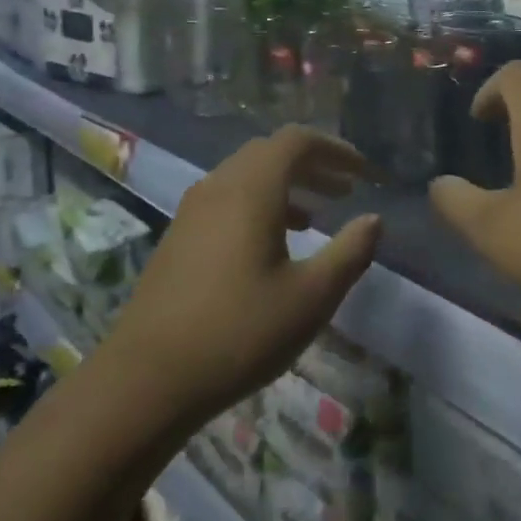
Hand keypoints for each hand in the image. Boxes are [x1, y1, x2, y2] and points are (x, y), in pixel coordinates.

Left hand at [103, 126, 380, 432]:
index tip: (363, 173)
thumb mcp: (311, 297)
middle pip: (270, 153)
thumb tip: (373, 220)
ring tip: (316, 218)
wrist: (147, 379)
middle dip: (313, 165)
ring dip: (286, 186)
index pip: (296, 141)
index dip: (335, 149)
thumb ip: (349, 252)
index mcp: (250, 190)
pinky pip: (227, 200)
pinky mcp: (178, 237)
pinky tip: (272, 245)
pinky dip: (259, 205)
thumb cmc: (240, 333)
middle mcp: (218, 187)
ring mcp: (191, 211)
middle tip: (345, 191)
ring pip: (246, 177)